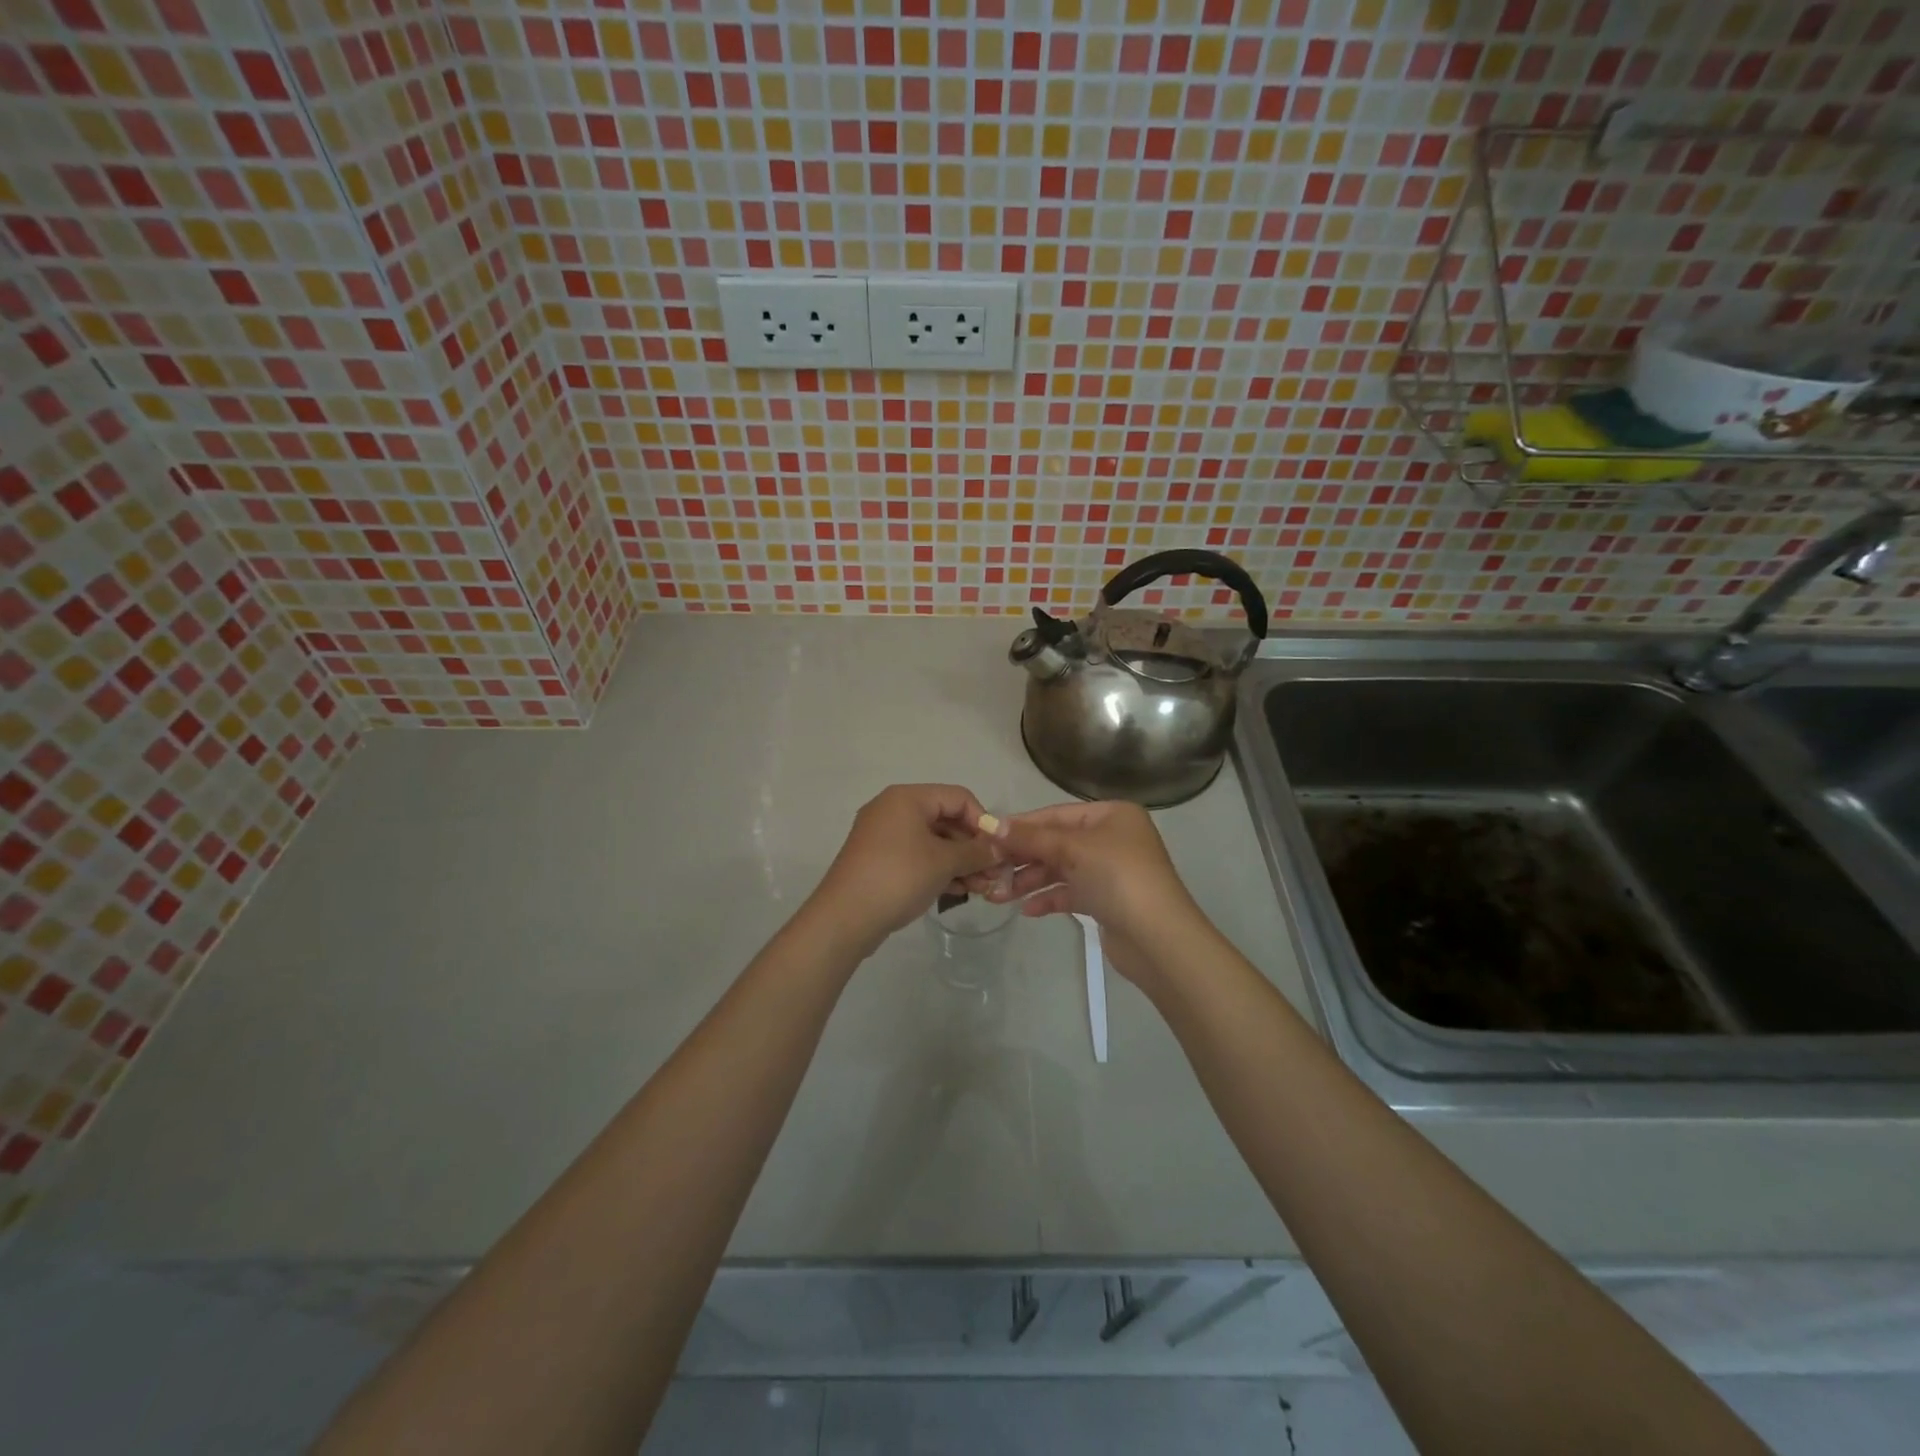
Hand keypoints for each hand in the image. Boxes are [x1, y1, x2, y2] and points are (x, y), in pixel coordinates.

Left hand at [811, 784, 1001, 954]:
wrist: (845, 918)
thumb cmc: (898, 877)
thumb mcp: (944, 862)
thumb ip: (977, 852)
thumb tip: (1000, 849)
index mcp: (907, 798)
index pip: (958, 797)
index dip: (983, 821)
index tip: (998, 850)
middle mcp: (893, 809)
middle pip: (946, 819)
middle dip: (973, 847)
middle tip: (994, 874)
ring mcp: (884, 836)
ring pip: (933, 841)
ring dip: (960, 862)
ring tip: (981, 889)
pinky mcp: (879, 861)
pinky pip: (917, 857)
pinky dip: (939, 870)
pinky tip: (959, 891)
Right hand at [975, 802, 1207, 986]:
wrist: (1158, 938)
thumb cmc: (1117, 878)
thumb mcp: (1072, 849)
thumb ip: (1031, 837)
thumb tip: (991, 824)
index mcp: (1111, 815)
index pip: (1055, 814)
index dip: (1021, 826)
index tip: (986, 837)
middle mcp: (1111, 838)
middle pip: (1056, 842)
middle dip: (1022, 858)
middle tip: (988, 871)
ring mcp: (1110, 870)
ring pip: (1060, 869)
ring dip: (1030, 881)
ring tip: (998, 896)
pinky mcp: (1107, 900)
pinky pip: (1070, 892)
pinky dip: (1049, 898)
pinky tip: (1027, 910)